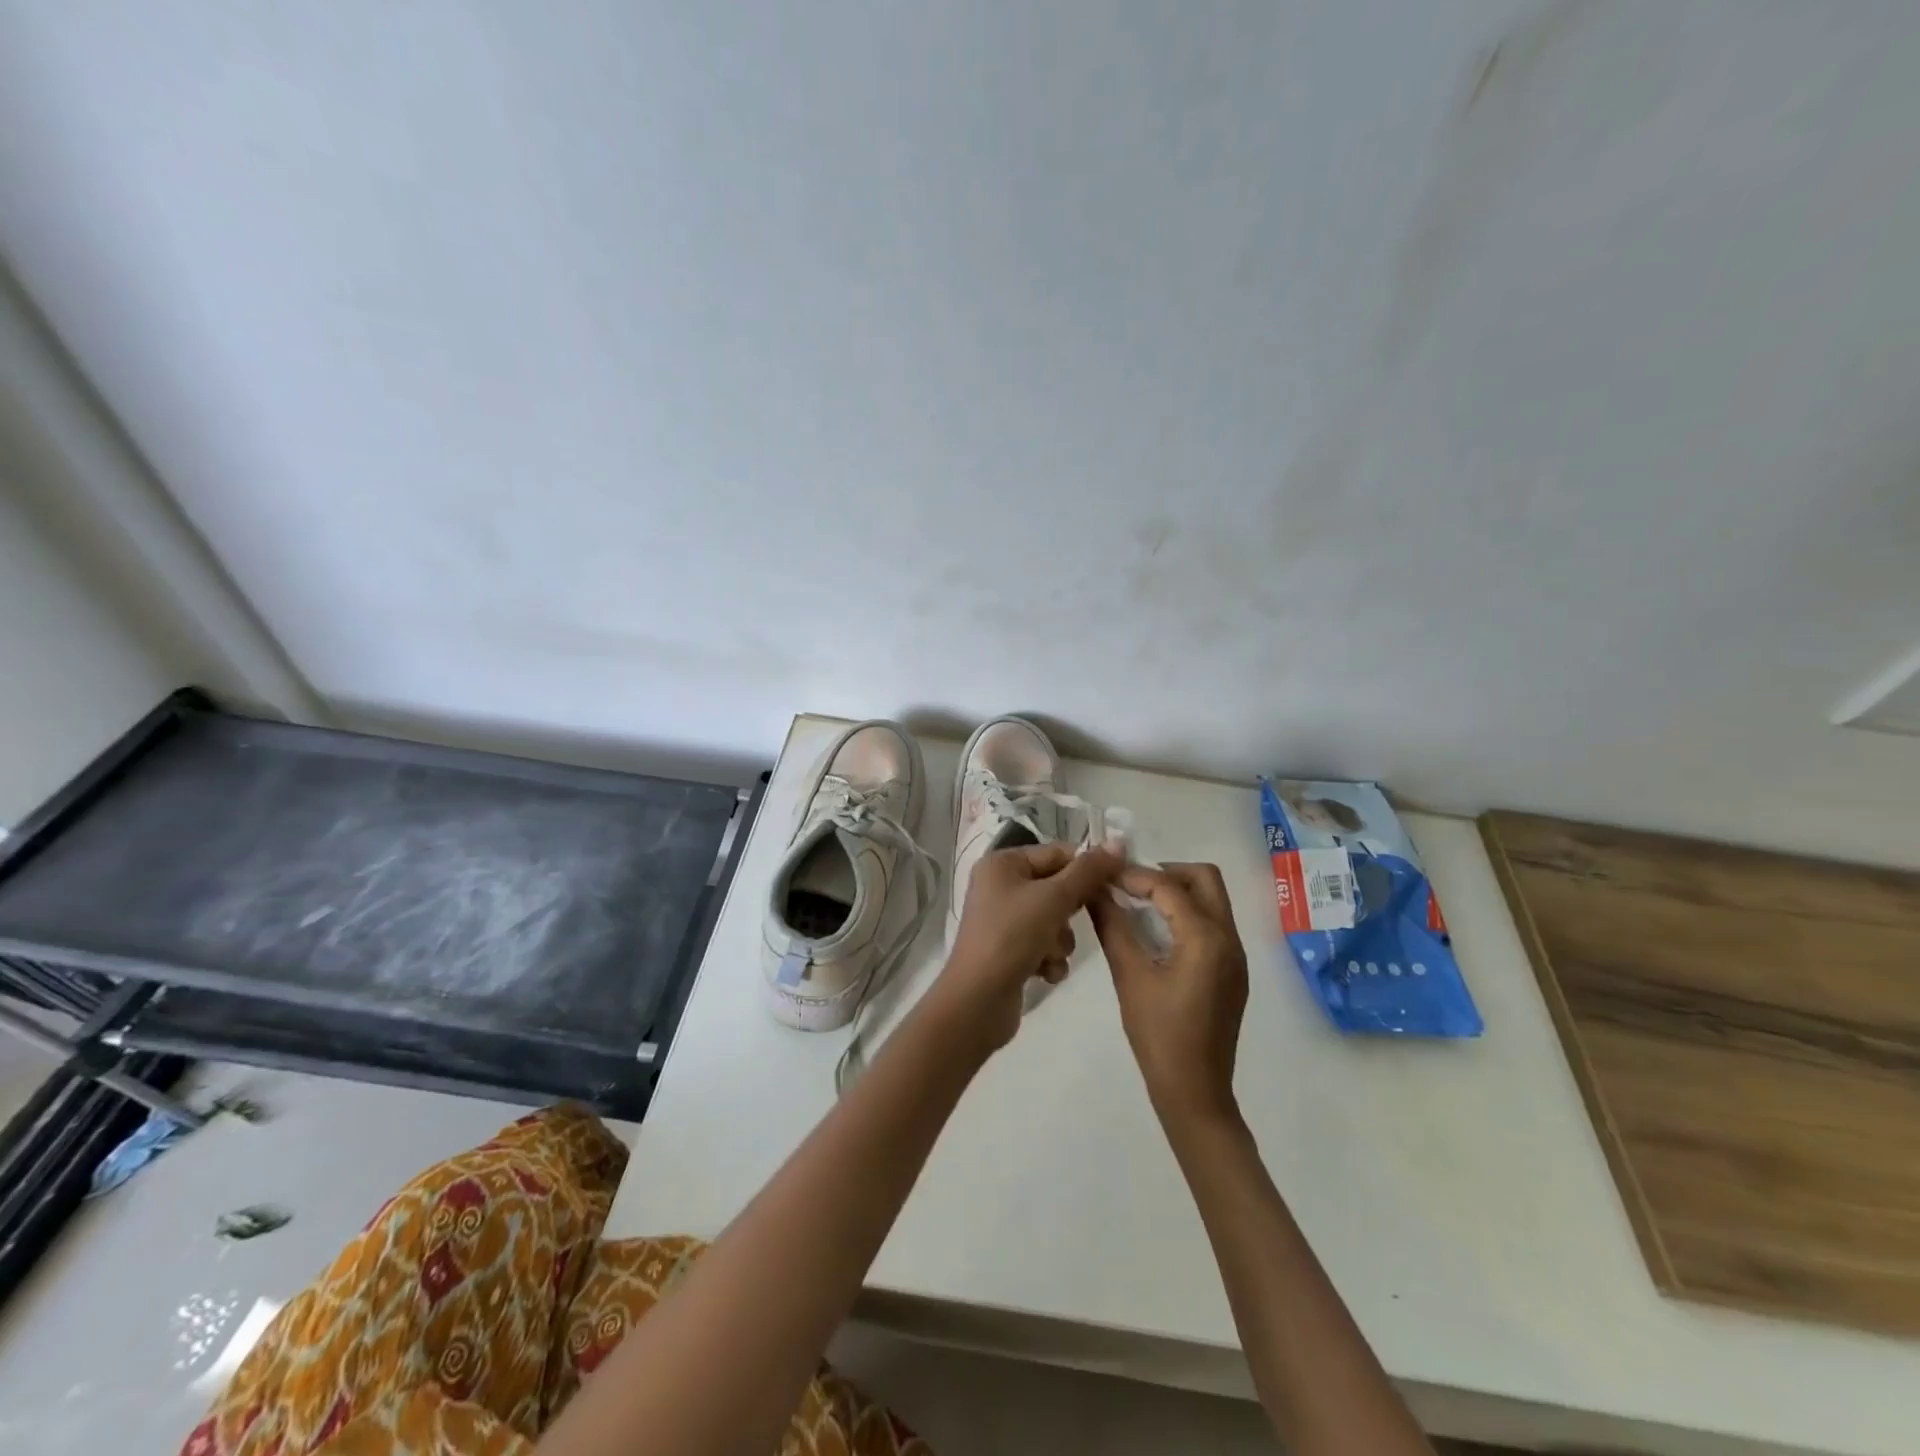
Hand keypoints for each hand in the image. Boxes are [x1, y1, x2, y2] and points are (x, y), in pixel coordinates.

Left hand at [938, 844, 1122, 1052]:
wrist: (978, 1000)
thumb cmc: (1013, 936)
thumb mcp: (1054, 898)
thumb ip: (1089, 871)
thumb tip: (1118, 841)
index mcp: (1003, 863)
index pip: (1057, 853)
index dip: (1086, 870)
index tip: (1113, 886)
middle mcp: (1000, 886)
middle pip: (1057, 888)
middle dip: (1070, 912)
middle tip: (1070, 923)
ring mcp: (1003, 920)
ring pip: (1054, 920)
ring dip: (1060, 940)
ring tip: (1048, 954)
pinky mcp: (1008, 950)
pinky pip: (1043, 944)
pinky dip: (1049, 958)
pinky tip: (1043, 972)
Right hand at [1088, 862, 1248, 1126]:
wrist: (1195, 1092)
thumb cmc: (1159, 1035)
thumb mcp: (1129, 976)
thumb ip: (1112, 926)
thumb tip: (1094, 889)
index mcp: (1206, 938)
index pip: (1169, 886)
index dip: (1133, 875)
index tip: (1103, 875)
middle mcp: (1229, 938)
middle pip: (1204, 879)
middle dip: (1165, 872)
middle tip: (1129, 886)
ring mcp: (1236, 955)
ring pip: (1211, 900)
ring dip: (1176, 892)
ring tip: (1137, 904)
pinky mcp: (1233, 971)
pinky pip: (1212, 923)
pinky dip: (1185, 914)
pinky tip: (1156, 932)